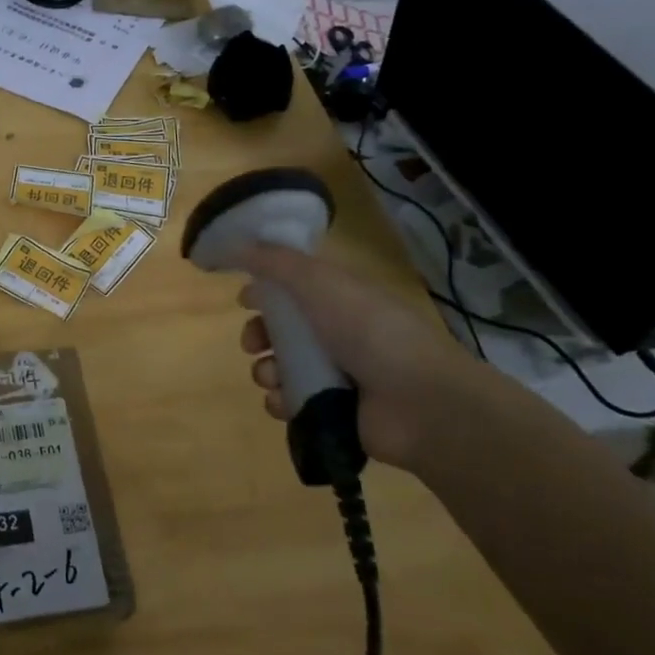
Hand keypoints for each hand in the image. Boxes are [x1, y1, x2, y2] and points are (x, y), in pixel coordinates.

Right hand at [224, 243, 510, 473]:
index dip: (266, 291)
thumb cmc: (369, 331)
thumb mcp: (319, 282)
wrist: (419, 402)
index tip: (244, 299)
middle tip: (253, 343)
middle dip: (257, 335)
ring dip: (266, 371)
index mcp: (339, 298)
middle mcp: (336, 333)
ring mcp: (335, 375)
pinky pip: (290, 403)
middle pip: (280, 331)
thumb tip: (235, 243)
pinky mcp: (332, 411)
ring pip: (280, 368)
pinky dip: (281, 402)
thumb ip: (274, 262)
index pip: (294, 288)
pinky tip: (285, 401)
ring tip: (273, 378)